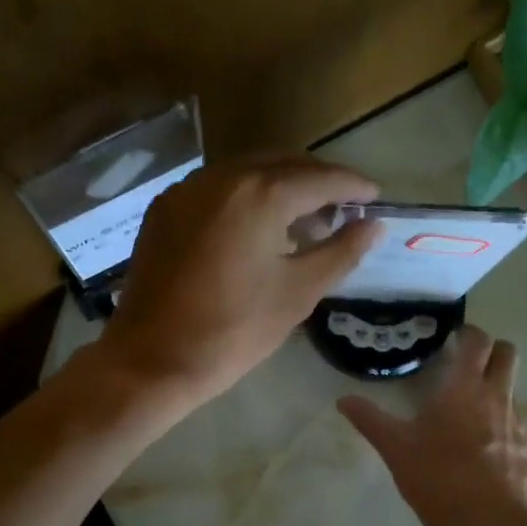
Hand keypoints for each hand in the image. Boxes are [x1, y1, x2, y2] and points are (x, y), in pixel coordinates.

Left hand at [91, 155, 379, 409]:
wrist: (152, 361)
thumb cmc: (233, 331)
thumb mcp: (297, 294)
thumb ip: (340, 252)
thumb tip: (373, 226)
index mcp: (259, 194)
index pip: (319, 178)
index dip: (352, 185)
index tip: (374, 197)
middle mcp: (220, 177)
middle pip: (282, 164)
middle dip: (317, 181)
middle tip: (343, 209)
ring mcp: (186, 190)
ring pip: (246, 172)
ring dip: (280, 186)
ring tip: (303, 218)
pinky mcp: (164, 210)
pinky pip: (216, 189)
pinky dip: (245, 197)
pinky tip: (256, 226)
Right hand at [338, 326, 526, 525]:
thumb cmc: (439, 481)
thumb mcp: (396, 451)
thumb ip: (370, 421)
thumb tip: (343, 400)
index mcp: (463, 390)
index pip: (477, 342)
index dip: (468, 334)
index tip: (454, 340)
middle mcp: (497, 398)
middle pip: (507, 355)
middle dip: (491, 352)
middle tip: (467, 366)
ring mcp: (518, 425)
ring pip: (511, 393)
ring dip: (494, 394)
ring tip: (468, 419)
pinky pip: (516, 429)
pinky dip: (501, 431)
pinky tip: (483, 456)